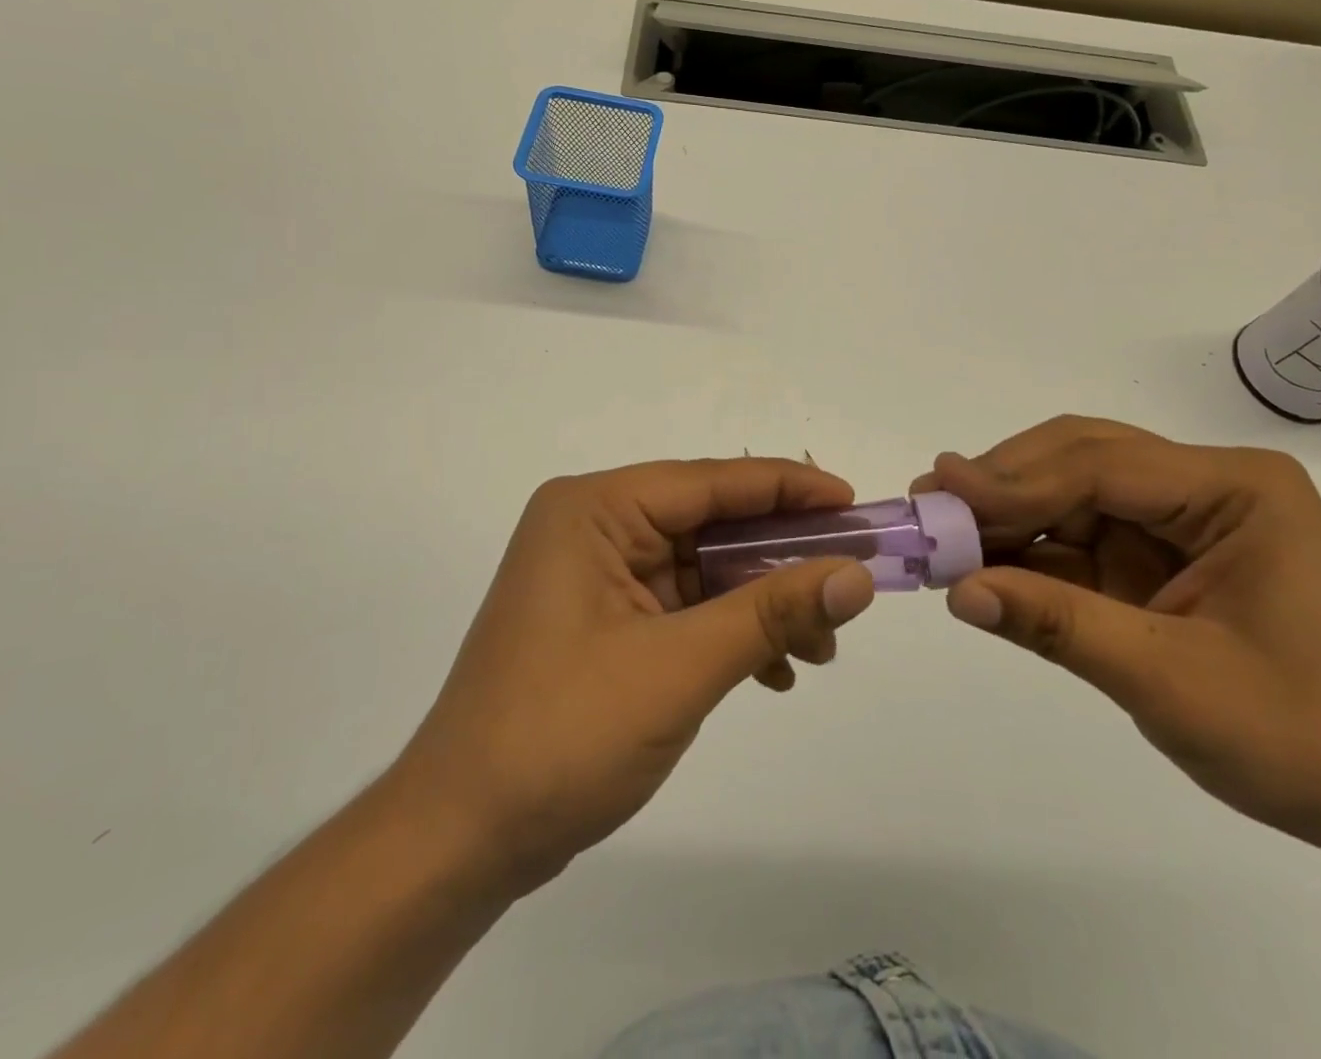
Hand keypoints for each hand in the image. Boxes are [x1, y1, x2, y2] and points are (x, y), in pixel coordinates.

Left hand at [391, 459, 875, 895]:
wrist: (463, 839)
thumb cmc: (562, 735)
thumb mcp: (679, 668)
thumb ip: (771, 613)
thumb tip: (857, 575)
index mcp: (596, 511)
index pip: (710, 482)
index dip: (788, 489)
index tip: (854, 504)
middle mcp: (595, 528)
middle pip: (710, 524)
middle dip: (782, 559)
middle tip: (851, 581)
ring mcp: (599, 576)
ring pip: (704, 569)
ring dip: (763, 604)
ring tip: (821, 647)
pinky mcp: (605, 620)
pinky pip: (684, 606)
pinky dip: (730, 632)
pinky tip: (775, 671)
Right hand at [914, 416, 1320, 862]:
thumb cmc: (1305, 740)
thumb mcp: (1172, 683)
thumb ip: (1059, 626)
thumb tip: (957, 592)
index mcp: (1237, 489)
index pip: (1103, 467)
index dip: (1015, 480)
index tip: (940, 491)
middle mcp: (1206, 486)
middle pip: (1081, 460)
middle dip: (1004, 483)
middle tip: (931, 502)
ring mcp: (1180, 519)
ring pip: (1070, 492)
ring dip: (1007, 513)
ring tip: (942, 531)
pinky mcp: (1157, 556)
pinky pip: (1077, 535)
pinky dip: (1027, 549)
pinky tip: (982, 562)